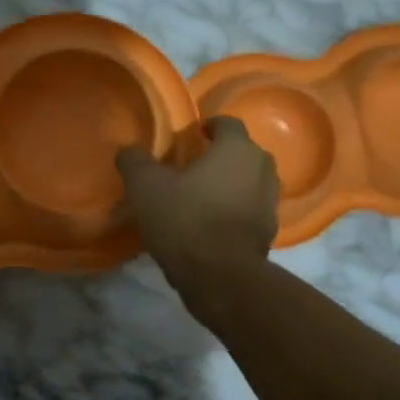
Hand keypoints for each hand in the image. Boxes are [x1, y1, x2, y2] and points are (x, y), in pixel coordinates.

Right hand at [117, 118, 278, 300]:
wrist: (220, 276)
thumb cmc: (185, 219)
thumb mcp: (145, 186)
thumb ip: (135, 161)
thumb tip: (129, 151)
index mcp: (236, 149)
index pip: (228, 123)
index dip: (209, 126)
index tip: (193, 135)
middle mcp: (262, 169)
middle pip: (244, 152)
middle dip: (223, 155)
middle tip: (196, 166)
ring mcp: (270, 202)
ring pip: (251, 182)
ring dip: (233, 184)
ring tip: (205, 196)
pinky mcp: (269, 232)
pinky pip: (251, 211)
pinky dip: (236, 211)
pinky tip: (213, 224)